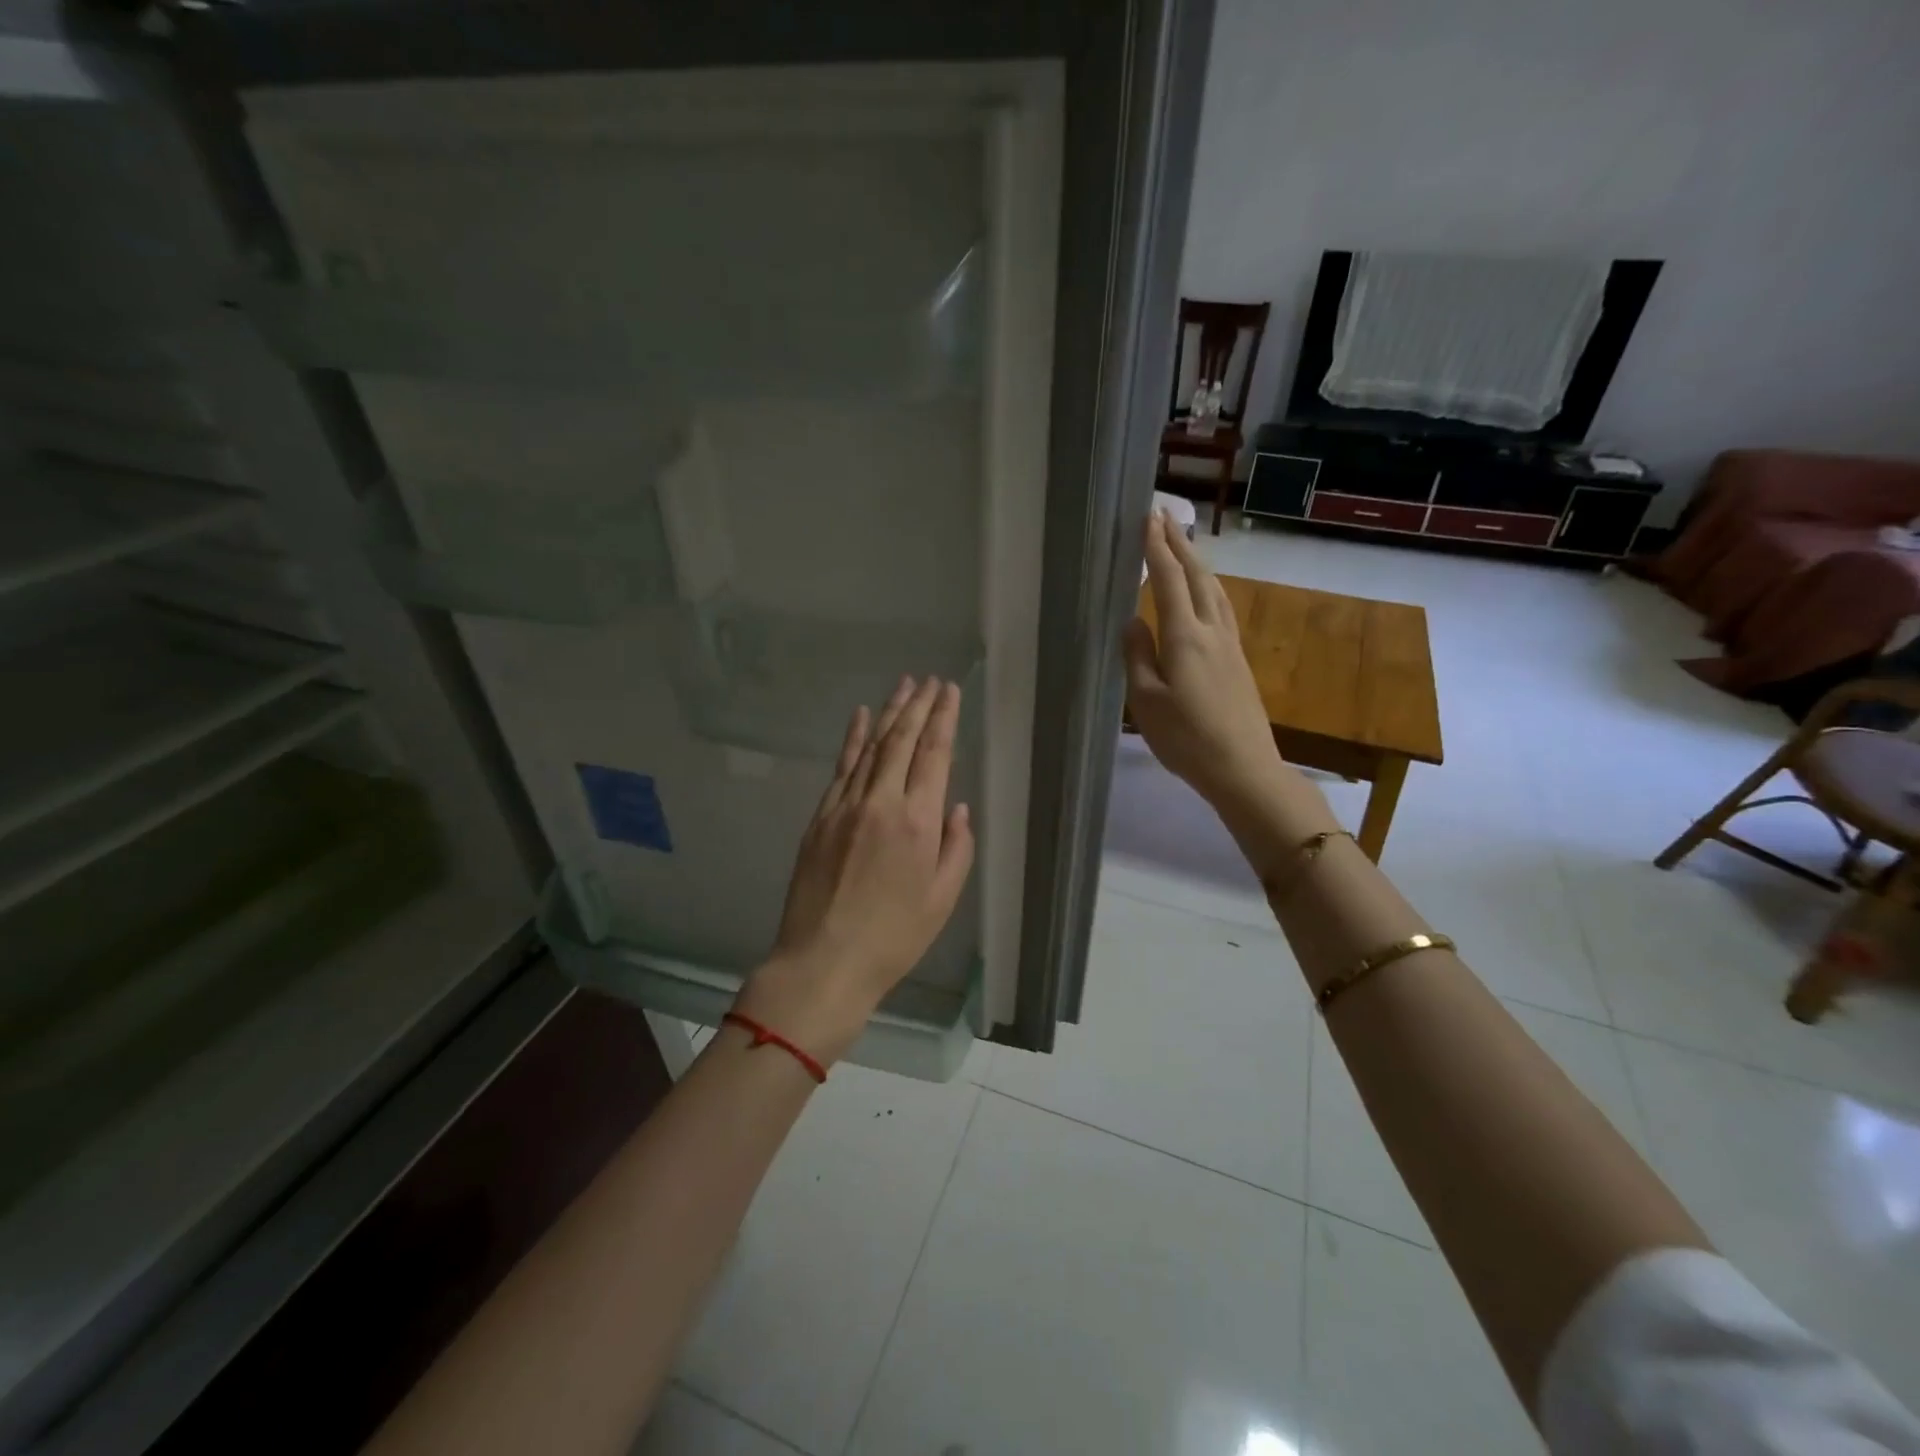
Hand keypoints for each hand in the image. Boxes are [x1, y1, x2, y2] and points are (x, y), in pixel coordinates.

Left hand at [736, 677, 975, 1065]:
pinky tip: (860, 717)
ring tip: (903, 686)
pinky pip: (841, 767)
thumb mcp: (943, 899)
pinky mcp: (820, 817)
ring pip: (870, 746)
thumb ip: (957, 847)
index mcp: (919, 822)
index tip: (949, 691)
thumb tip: (956, 806)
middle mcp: (881, 802)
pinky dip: (852, 738)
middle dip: (918, 705)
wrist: (824, 961)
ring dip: (888, 713)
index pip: (934, 754)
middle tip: (929, 680)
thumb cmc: (894, 937)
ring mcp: (845, 806)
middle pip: (901, 740)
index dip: (943, 718)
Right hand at [1123, 512, 1288, 812]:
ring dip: (1199, 563)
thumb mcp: (1147, 702)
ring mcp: (1230, 645)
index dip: (1158, 549)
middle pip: (1198, 577)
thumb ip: (1138, 657)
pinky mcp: (1239, 660)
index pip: (1170, 581)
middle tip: (1165, 517)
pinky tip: (1208, 593)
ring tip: (1186, 545)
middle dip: (1180, 545)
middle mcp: (1211, 631)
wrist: (1244, 767)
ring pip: (1216, 590)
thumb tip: (1133, 620)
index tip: (1149, 518)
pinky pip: (1223, 608)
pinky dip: (1210, 587)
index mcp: (1185, 637)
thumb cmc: (1187, 739)